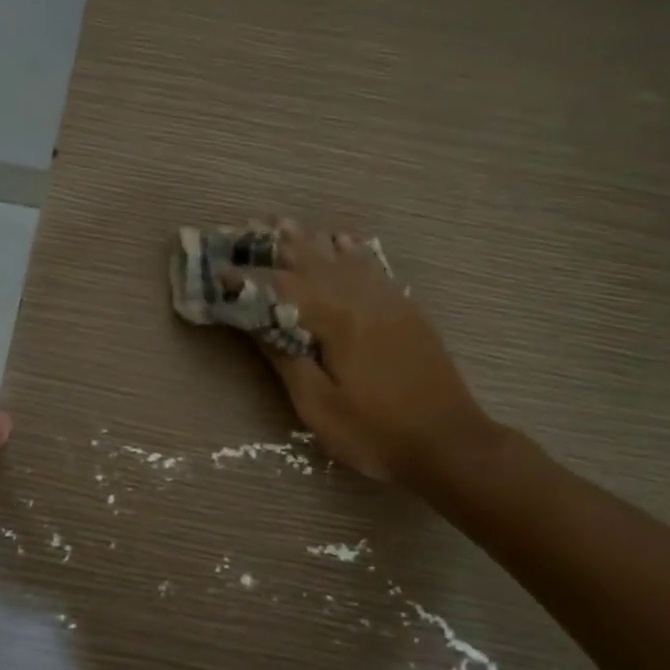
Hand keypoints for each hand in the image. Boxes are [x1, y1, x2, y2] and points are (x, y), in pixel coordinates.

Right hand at [230, 221, 497, 485]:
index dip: (248, 278)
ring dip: (312, 241)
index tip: (219, 270)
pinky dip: (352, 250)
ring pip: (344, 258)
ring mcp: (389, 302)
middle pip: (314, 261)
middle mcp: (363, 299)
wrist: (450, 444)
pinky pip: (373, 267)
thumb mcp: (319, 406)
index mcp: (338, 320)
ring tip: (286, 224)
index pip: (283, 288)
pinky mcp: (406, 311)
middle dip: (278, 245)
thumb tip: (258, 323)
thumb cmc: (376, 432)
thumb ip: (287, 360)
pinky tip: (343, 241)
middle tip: (249, 227)